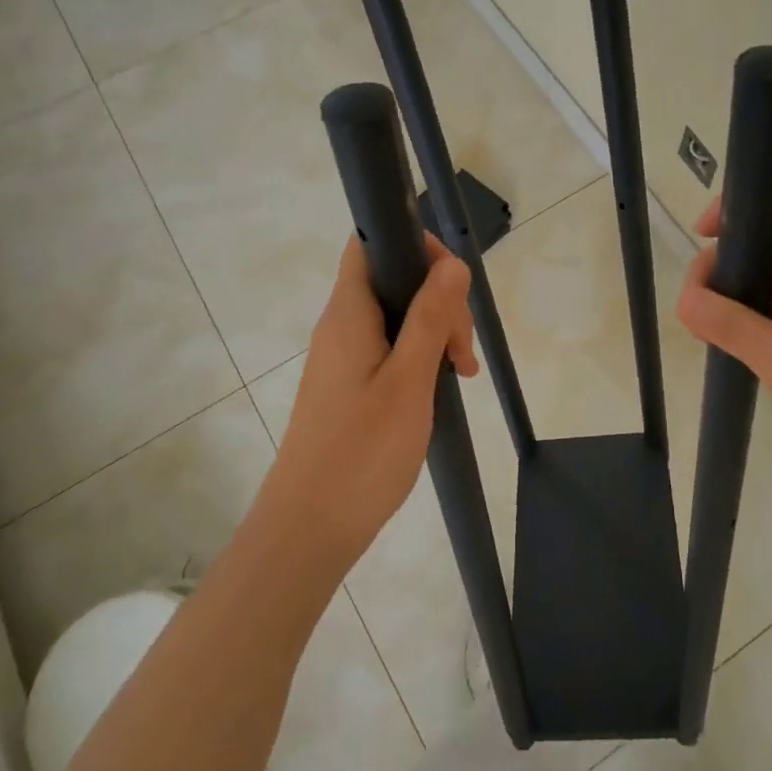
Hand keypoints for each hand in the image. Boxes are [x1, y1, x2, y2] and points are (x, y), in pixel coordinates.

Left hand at [262, 234, 478, 569]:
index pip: (371, 243)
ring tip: (462, 374)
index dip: (414, 245)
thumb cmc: (362, 451)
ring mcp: (343, 356)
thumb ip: (430, 318)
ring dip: (435, 333)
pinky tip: (443, 387)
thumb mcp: (409, 381)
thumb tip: (451, 262)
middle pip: (393, 281)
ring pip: (397, 318)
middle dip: (438, 300)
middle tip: (462, 351)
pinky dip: (420, 358)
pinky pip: (390, 349)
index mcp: (348, 314)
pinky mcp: (349, 384)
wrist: (309, 527)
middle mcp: (341, 326)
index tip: (452, 282)